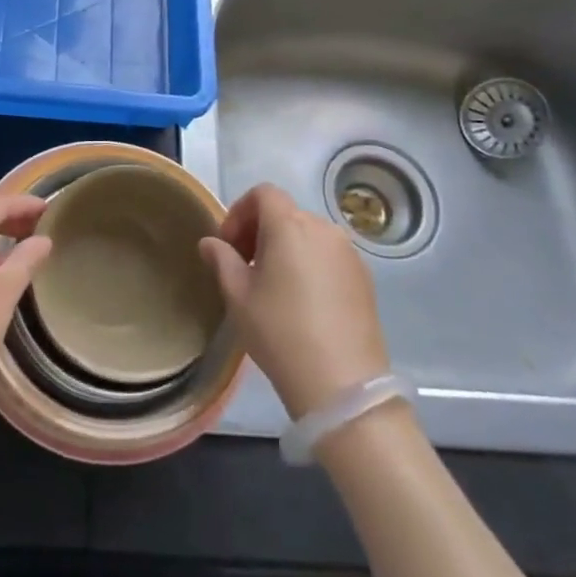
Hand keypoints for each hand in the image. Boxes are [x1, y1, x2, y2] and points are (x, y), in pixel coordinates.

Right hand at [200, 183, 390, 418]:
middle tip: (245, 267)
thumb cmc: (280, 332)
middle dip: (260, 231)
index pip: (263, 193)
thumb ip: (222, 260)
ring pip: (309, 235)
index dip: (240, 212)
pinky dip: (310, 264)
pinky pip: (329, 256)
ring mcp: (349, 253)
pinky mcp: (365, 277)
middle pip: (286, 213)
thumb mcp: (238, 296)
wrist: (342, 384)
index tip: (229, 245)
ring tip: (274, 286)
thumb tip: (210, 242)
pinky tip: (303, 301)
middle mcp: (323, 228)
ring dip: (286, 247)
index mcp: (289, 225)